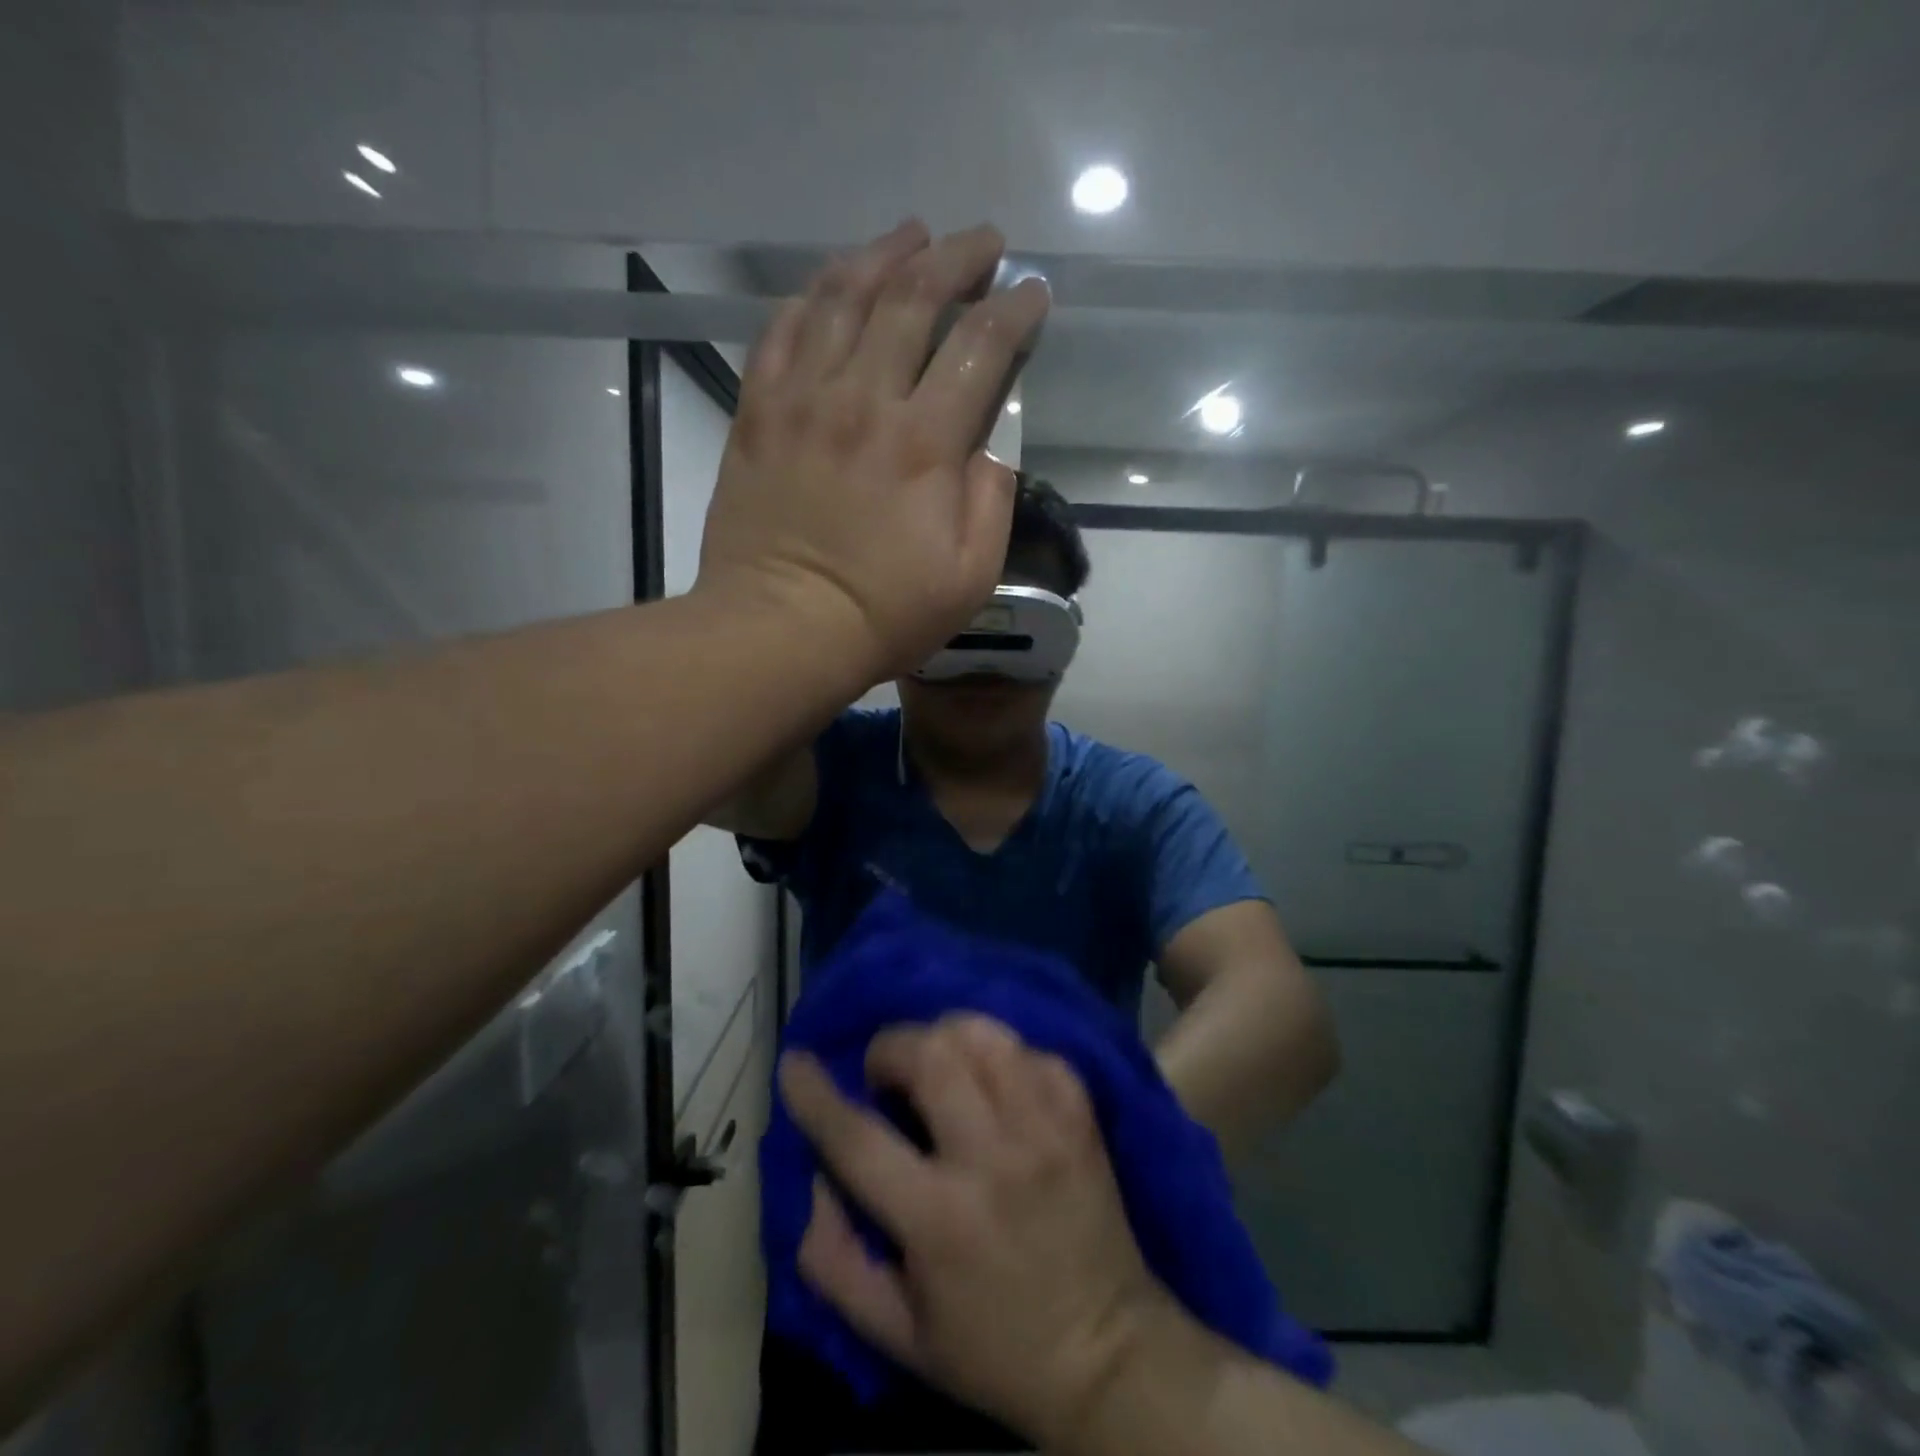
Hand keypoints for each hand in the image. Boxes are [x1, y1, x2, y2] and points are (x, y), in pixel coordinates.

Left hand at [696, 221, 1050, 681]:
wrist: (781, 630)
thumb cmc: (884, 614)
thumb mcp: (970, 576)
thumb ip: (991, 501)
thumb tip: (992, 444)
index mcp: (924, 444)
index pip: (979, 346)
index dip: (1013, 309)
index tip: (1032, 292)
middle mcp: (863, 402)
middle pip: (912, 298)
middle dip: (956, 257)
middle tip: (981, 242)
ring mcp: (802, 401)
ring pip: (842, 297)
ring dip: (883, 254)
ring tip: (911, 235)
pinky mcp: (758, 414)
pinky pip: (781, 331)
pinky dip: (811, 297)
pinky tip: (830, 285)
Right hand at [778, 1014, 1169, 1446]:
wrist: (1107, 1354)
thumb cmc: (993, 1350)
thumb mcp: (896, 1334)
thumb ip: (835, 1262)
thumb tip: (813, 1181)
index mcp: (938, 1220)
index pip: (858, 1138)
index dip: (815, 1094)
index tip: (795, 1062)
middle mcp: (993, 1159)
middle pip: (930, 1056)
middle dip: (892, 1047)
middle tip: (886, 1075)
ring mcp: (1044, 1128)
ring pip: (983, 1036)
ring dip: (946, 1037)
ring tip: (939, 1065)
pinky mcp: (1081, 1114)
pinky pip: (1031, 1050)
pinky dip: (1001, 1054)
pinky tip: (994, 1083)